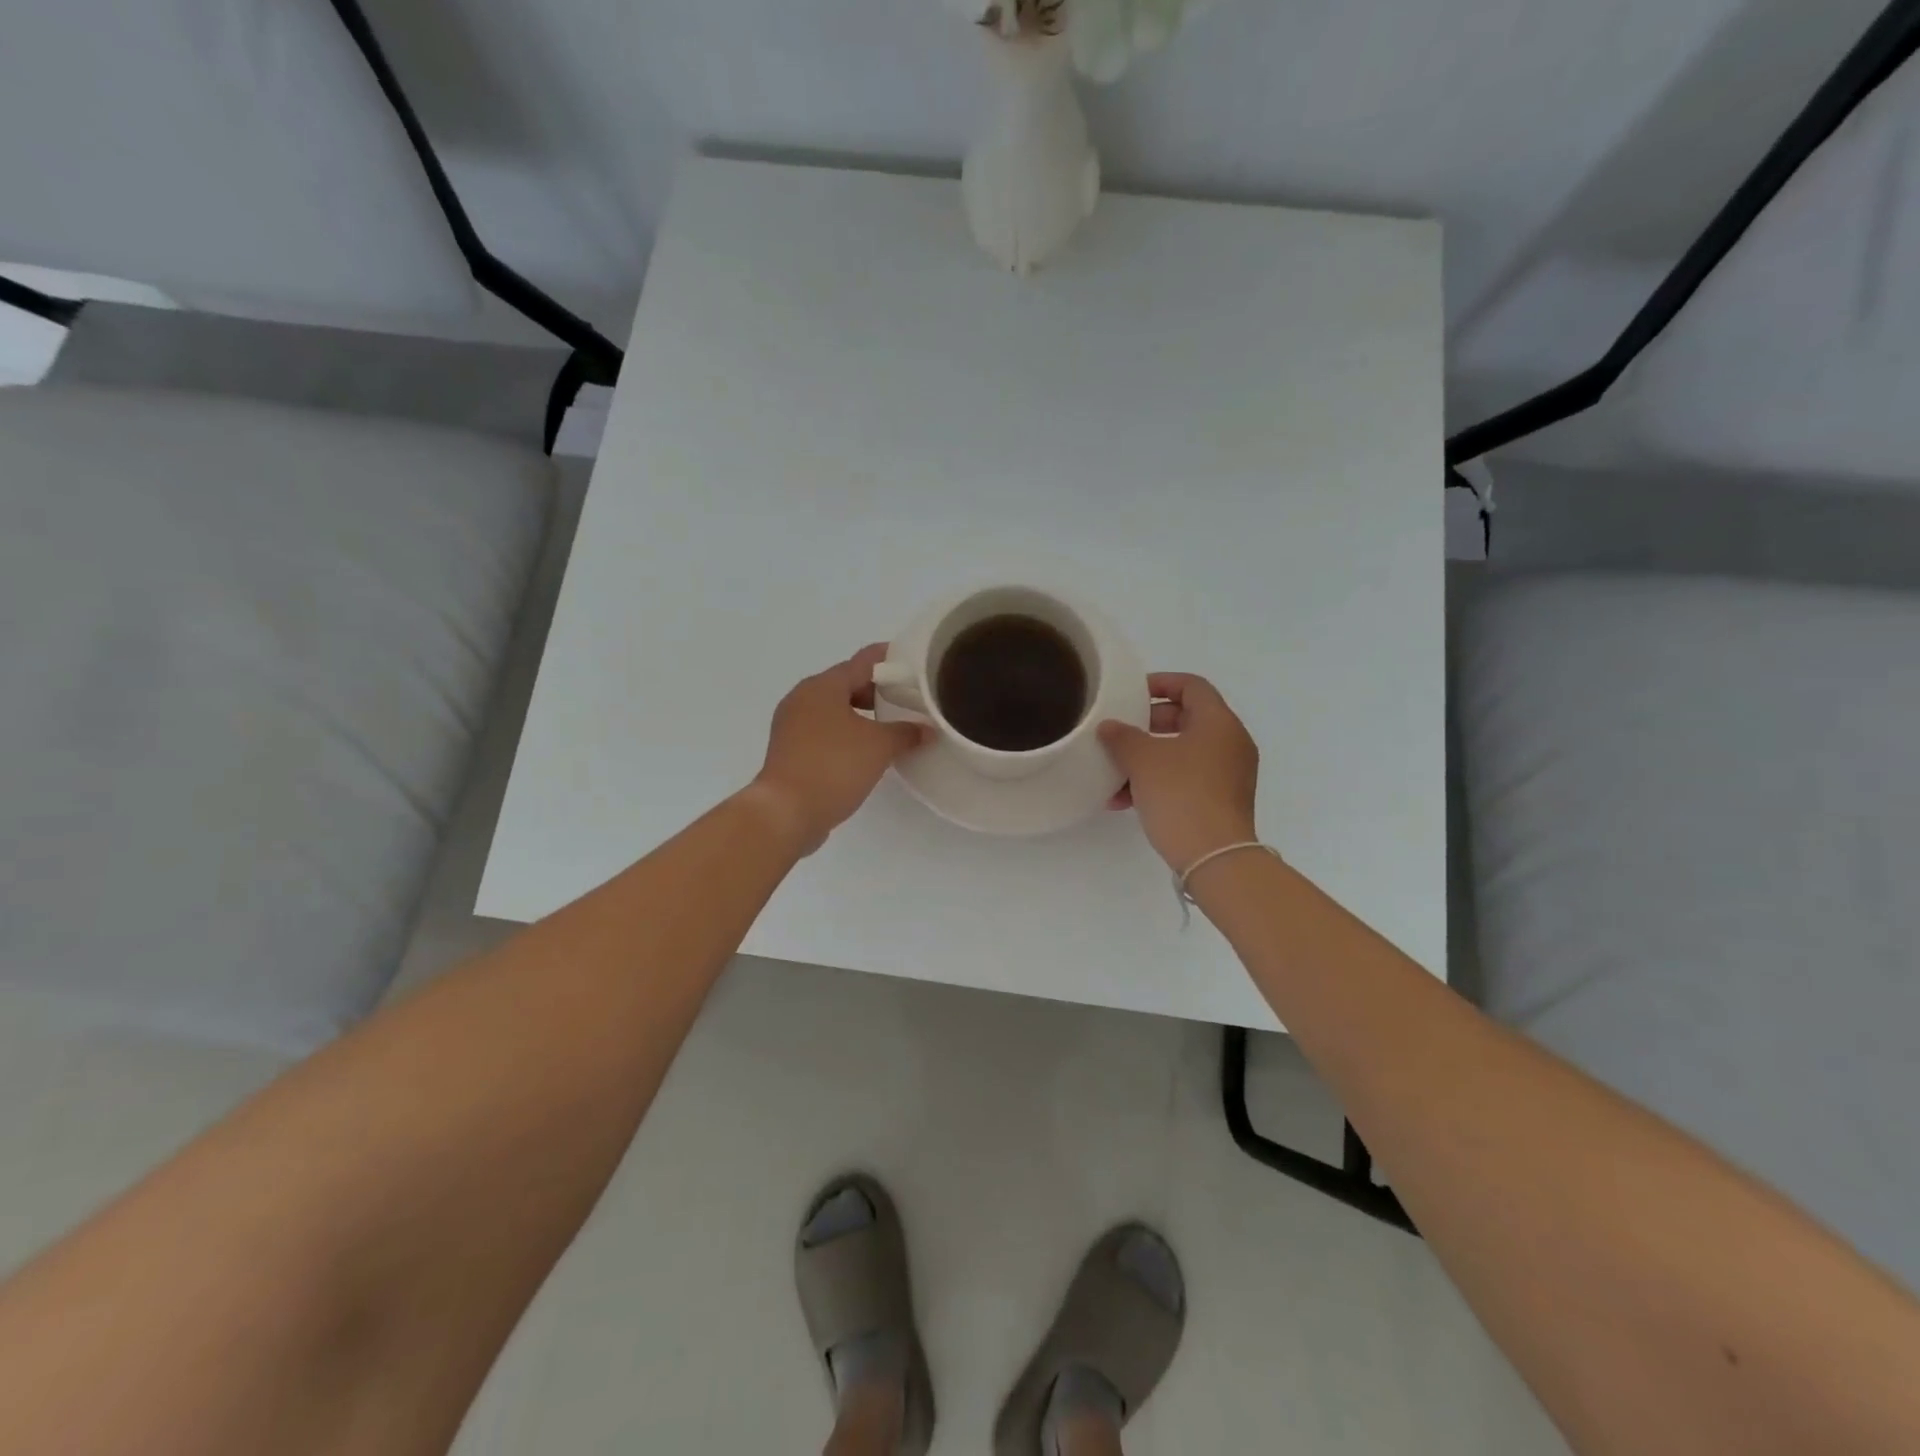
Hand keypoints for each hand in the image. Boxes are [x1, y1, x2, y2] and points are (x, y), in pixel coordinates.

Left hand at [749, 644, 930, 854]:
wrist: (786, 812)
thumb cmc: (833, 766)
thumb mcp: (879, 746)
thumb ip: (907, 732)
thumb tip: (927, 729)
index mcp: (823, 686)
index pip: (862, 662)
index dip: (889, 659)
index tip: (912, 662)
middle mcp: (802, 698)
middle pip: (846, 684)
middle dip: (876, 690)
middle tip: (906, 699)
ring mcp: (792, 725)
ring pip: (834, 709)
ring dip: (861, 714)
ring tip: (890, 727)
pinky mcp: (789, 751)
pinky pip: (824, 731)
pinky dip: (845, 733)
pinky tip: (864, 751)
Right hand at [1099, 673, 1260, 872]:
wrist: (1214, 857)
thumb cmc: (1181, 795)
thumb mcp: (1143, 760)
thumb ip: (1122, 737)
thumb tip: (1110, 727)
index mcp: (1219, 722)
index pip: (1191, 686)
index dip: (1160, 683)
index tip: (1130, 694)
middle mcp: (1230, 743)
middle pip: (1186, 718)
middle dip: (1147, 725)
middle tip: (1120, 732)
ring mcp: (1229, 774)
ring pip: (1182, 752)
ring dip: (1147, 759)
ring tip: (1114, 775)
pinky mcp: (1221, 800)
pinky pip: (1186, 778)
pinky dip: (1159, 781)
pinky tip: (1125, 801)